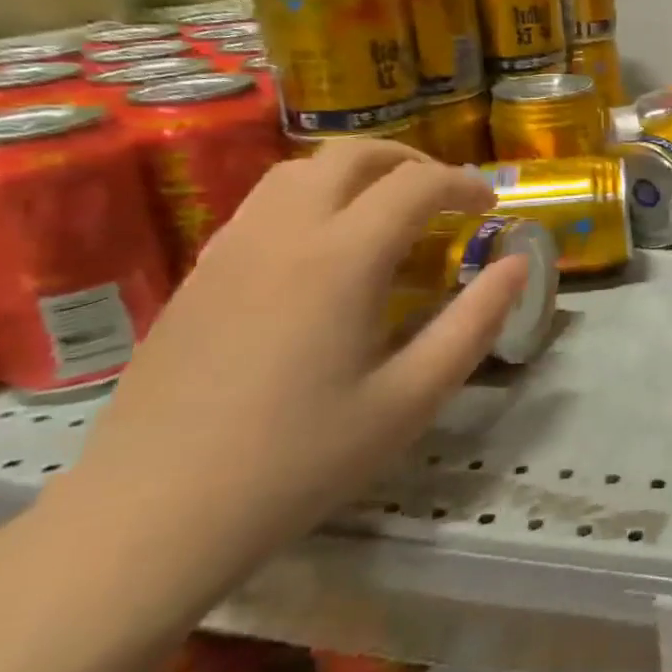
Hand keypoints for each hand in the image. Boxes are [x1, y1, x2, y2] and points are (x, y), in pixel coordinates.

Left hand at [59, 141, 528, 602]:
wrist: (152, 515)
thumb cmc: (301, 460)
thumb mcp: (412, 397)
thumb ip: (475, 321)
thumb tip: (519, 263)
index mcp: (342, 258)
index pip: (416, 184)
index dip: (465, 184)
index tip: (491, 209)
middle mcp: (284, 233)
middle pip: (352, 156)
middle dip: (411, 162)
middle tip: (446, 199)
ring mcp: (230, 249)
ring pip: (300, 171)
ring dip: (358, 174)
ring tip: (389, 214)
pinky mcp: (199, 274)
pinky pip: (264, 205)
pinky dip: (313, 199)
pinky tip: (326, 253)